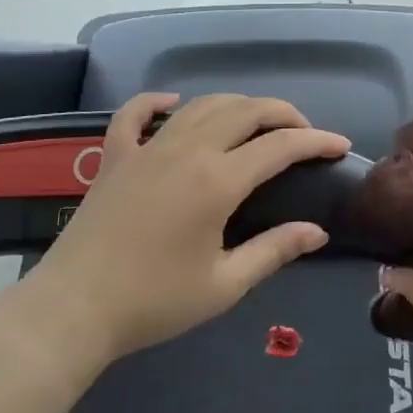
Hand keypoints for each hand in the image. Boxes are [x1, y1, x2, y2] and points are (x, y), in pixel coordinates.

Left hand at [23, 93, 349, 365]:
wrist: (73, 310)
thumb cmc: (153, 302)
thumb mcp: (225, 284)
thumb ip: (275, 250)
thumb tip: (317, 231)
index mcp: (218, 180)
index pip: (280, 146)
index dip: (316, 141)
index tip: (339, 146)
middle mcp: (187, 150)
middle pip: (246, 110)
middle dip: (283, 114)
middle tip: (304, 132)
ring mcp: (148, 148)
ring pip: (202, 105)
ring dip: (236, 105)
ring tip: (256, 122)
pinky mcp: (115, 157)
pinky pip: (135, 114)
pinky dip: (156, 102)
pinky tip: (172, 103)